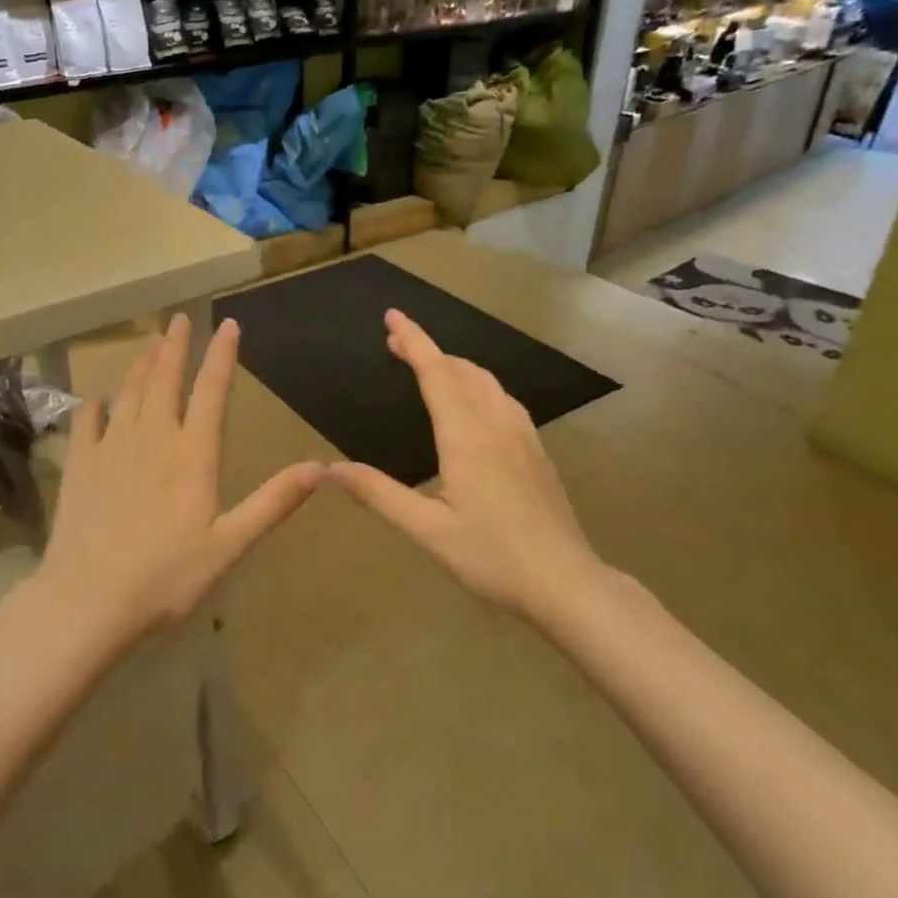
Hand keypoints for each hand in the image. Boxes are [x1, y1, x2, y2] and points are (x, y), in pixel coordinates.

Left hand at [41, 314, 323, 639]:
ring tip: (148, 345)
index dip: (221, 355)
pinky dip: (95, 406)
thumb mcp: (230, 545)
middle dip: (174, 346)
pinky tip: (97, 400)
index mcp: (192, 454)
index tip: (228, 324)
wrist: (88, 601)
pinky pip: (87, 423)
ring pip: (128, 393)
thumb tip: (321, 467)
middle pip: (164, 379)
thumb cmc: (167, 577)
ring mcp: (111, 449)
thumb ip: (274, 503)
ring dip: (140, 365)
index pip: (211, 390)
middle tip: (178, 319)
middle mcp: (152, 438)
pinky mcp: (80, 466)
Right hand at [329, 309, 606, 621]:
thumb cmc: (492, 556)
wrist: (566, 581)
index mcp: (466, 437)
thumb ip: (379, 495)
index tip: (393, 316)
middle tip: (396, 343)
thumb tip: (331, 469)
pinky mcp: (536, 450)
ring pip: (487, 382)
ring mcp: (522, 435)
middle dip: (428, 350)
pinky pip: (504, 399)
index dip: (413, 341)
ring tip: (430, 367)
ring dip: (455, 365)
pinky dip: (478, 384)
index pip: (436, 373)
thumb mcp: (428, 531)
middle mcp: (496, 424)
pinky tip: (475, 403)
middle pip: (461, 370)